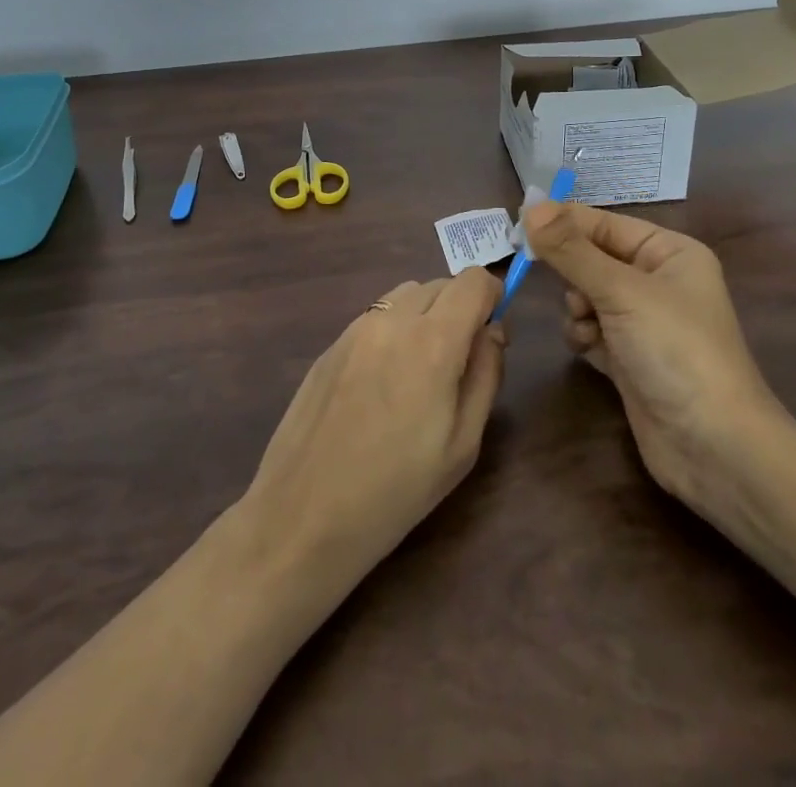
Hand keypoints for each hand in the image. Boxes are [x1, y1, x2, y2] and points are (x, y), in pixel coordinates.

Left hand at [239, 270, 507, 585]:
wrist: (303, 515)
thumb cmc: (396, 491)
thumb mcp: (462, 445)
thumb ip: (485, 375)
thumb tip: (493, 331)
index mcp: (432, 341)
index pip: (473, 280)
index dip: (491, 297)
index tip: (491, 334)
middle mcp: (392, 319)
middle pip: (440, 284)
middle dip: (460, 309)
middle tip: (459, 363)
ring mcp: (355, 328)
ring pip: (405, 294)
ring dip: (425, 315)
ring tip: (420, 372)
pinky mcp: (331, 343)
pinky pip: (376, 317)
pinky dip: (394, 330)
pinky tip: (382, 384)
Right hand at [523, 201, 786, 509]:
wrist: (715, 447)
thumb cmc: (675, 351)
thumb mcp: (621, 291)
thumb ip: (571, 250)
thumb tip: (531, 206)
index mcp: (669, 252)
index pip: (604, 224)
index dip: (563, 223)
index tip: (518, 224)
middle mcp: (658, 281)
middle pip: (593, 259)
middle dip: (572, 272)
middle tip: (544, 275)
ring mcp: (644, 322)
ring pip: (587, 295)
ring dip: (577, 308)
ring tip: (587, 326)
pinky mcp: (630, 358)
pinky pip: (591, 330)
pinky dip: (583, 336)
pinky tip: (589, 350)